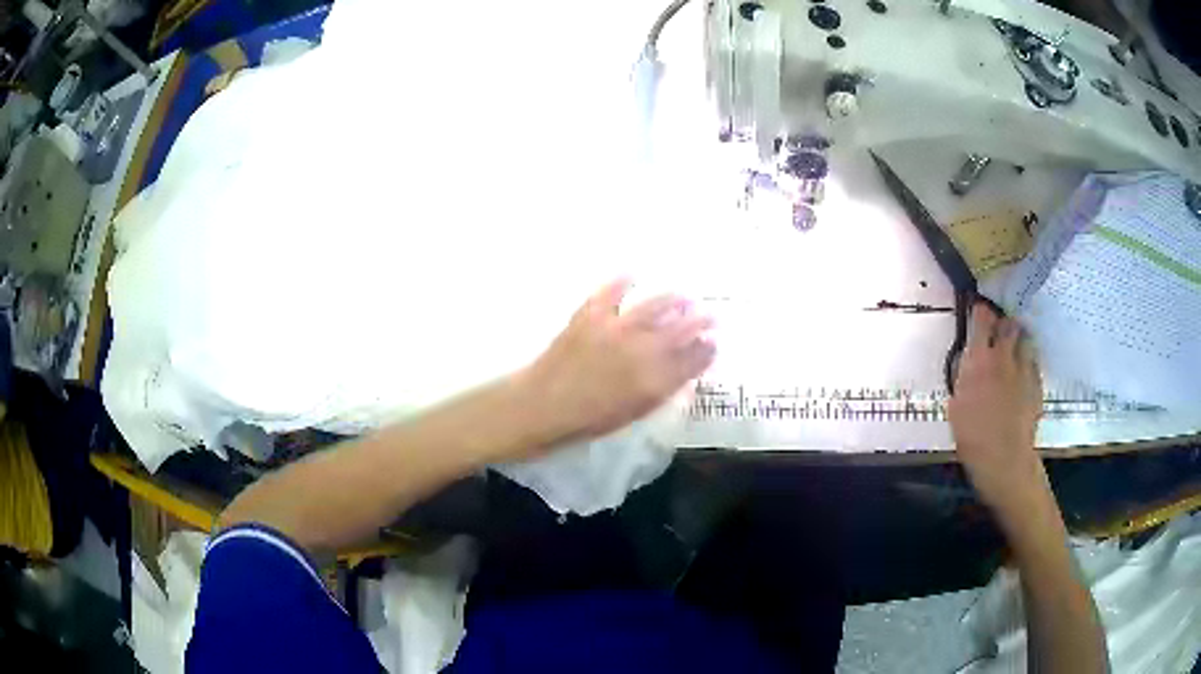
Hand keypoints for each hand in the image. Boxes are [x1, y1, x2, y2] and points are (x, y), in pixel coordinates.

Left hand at [517, 279, 715, 447]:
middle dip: (701, 320)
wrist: (543, 405)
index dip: (707, 350)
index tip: (714, 343)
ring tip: (683, 296)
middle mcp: (642, 349)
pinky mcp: (591, 314)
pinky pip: (612, 290)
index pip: (693, 359)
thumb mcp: (634, 412)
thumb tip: (682, 370)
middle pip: (682, 328)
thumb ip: (661, 390)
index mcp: (655, 380)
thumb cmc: (589, 419)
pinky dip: (624, 280)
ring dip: (674, 299)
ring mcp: (616, 327)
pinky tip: (634, 274)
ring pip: (655, 305)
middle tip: (710, 315)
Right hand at [948, 303, 1046, 519]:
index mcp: (980, 359)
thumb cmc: (972, 436)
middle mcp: (1004, 356)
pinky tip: (1022, 376)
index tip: (978, 311)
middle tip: (998, 331)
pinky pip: (1033, 364)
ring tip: (1013, 349)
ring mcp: (1024, 369)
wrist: (1004, 458)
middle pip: (1009, 324)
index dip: (980, 312)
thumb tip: (968, 361)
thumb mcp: (956, 404)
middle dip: (1003, 324)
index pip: (982, 319)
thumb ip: (964, 376)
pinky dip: (1027, 363)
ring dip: (1018, 341)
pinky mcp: (1037, 384)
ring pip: (1025, 340)